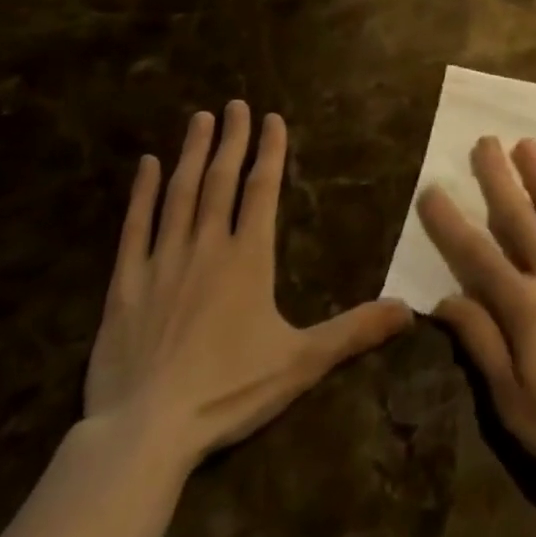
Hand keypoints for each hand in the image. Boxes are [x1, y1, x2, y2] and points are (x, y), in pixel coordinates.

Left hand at [85, 100, 410, 475]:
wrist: (145, 432)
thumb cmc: (228, 391)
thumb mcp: (302, 362)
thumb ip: (354, 331)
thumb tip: (410, 311)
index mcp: (249, 257)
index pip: (262, 189)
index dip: (270, 151)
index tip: (271, 118)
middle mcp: (207, 245)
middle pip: (222, 180)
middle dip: (232, 139)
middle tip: (234, 104)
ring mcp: (162, 261)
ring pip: (180, 193)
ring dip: (192, 153)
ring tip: (200, 119)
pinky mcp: (125, 284)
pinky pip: (134, 228)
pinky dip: (141, 194)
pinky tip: (146, 165)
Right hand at [418, 137, 535, 489]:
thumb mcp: (515, 403)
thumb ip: (482, 344)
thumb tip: (446, 298)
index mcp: (525, 306)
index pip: (476, 255)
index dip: (450, 222)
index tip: (431, 189)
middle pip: (520, 217)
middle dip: (499, 177)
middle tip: (485, 140)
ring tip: (527, 143)